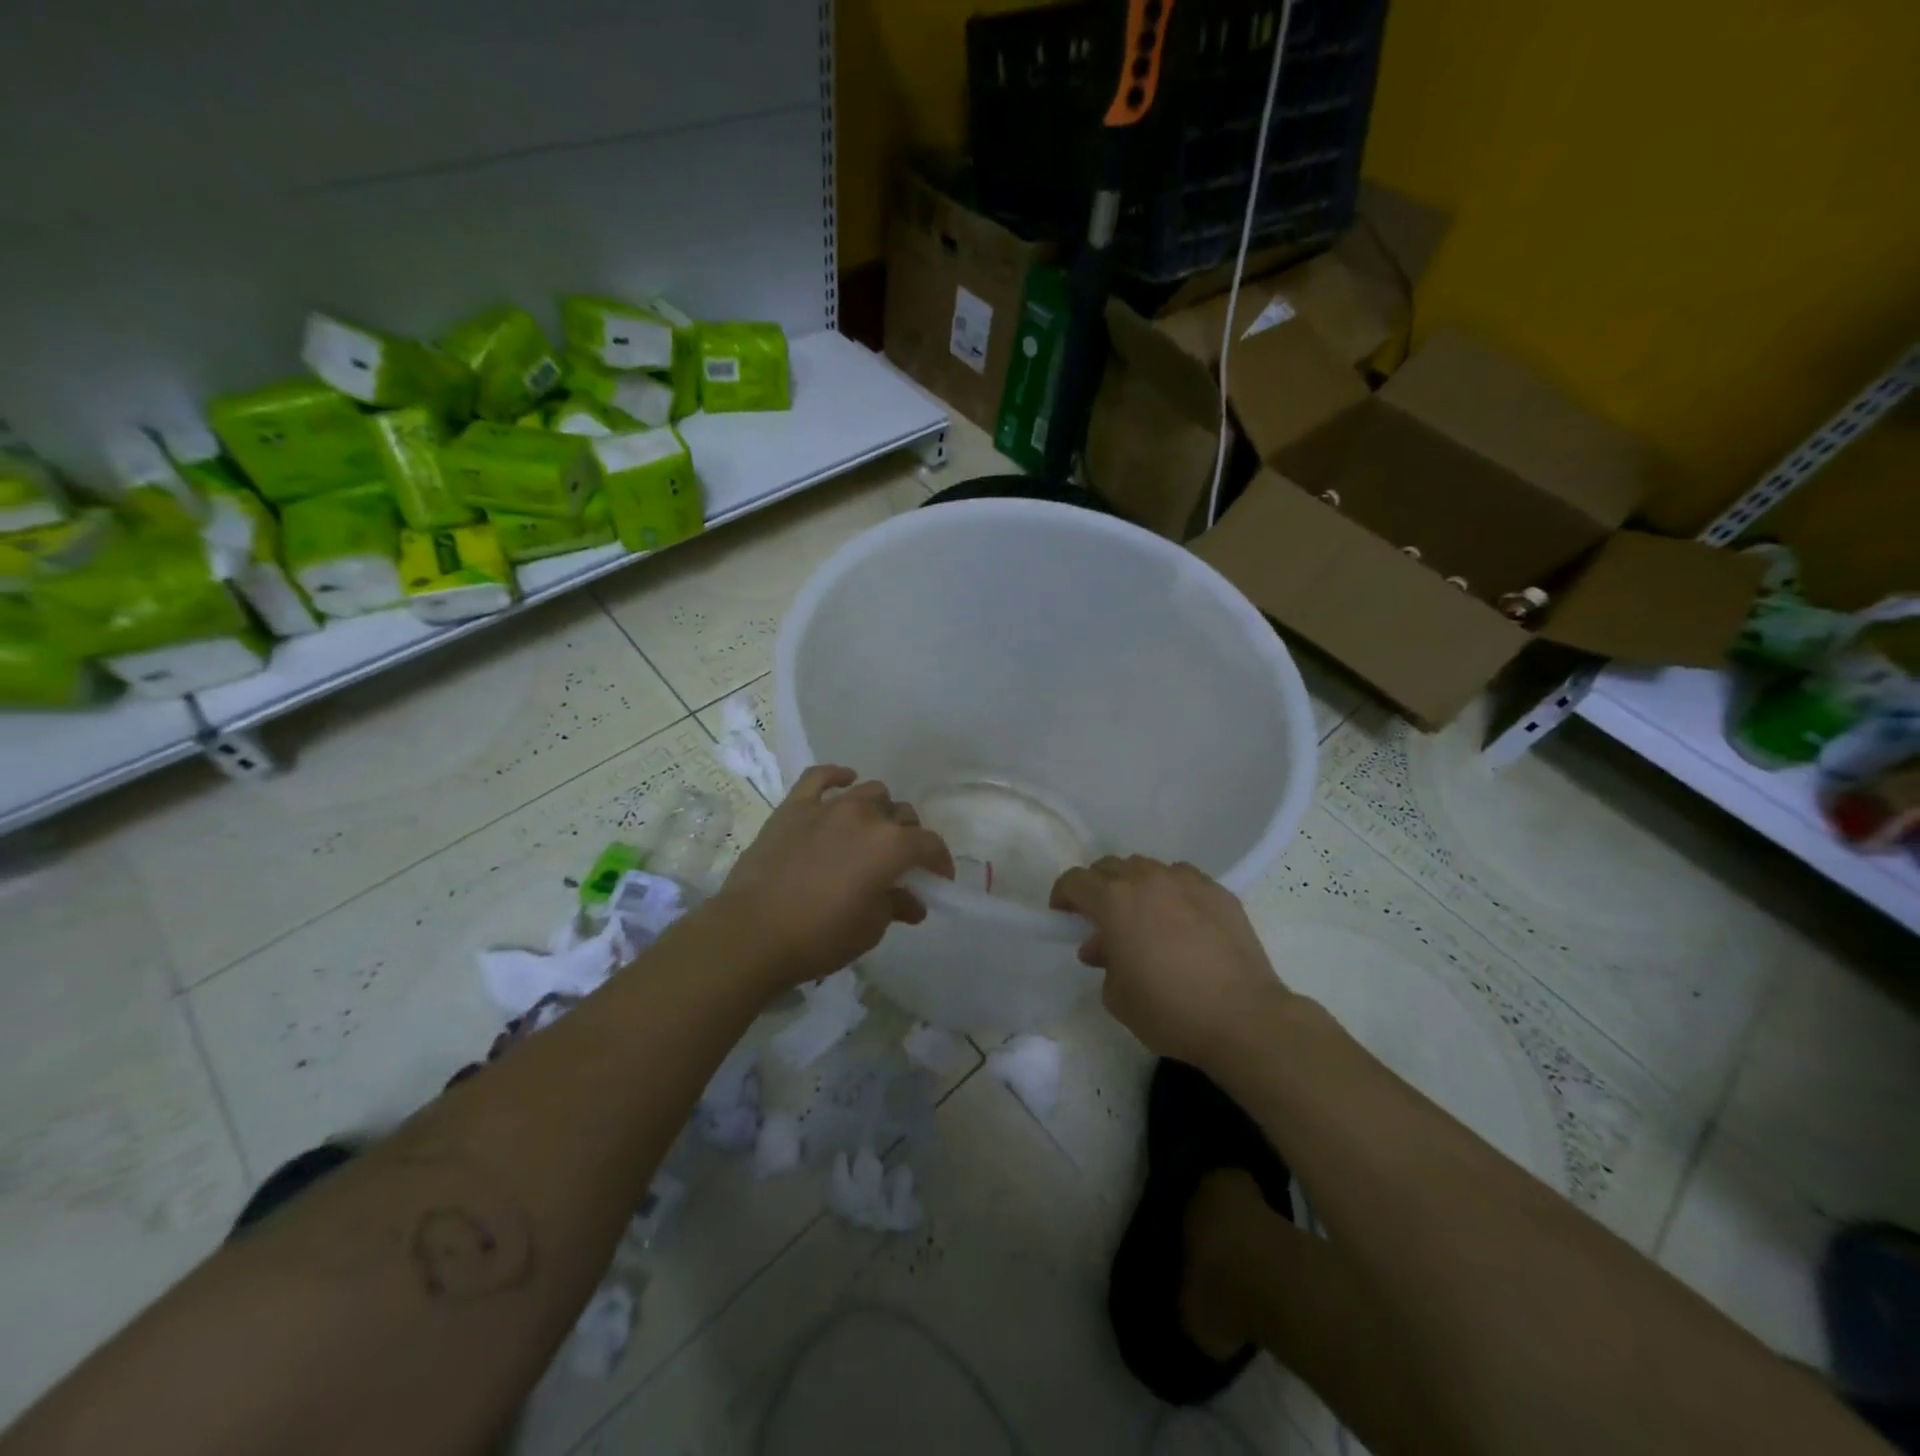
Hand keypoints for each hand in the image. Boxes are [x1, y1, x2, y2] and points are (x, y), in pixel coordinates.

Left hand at [715, 765, 954, 987]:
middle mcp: (866, 816)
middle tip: (899, 863)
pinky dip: (837, 776)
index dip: (939, 862)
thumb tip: (912, 902)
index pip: (930, 844)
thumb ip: (896, 906)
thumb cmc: (820, 937)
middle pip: (902, 815)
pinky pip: (820, 777)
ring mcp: (829, 806)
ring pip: (869, 792)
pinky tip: (845, 781)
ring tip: (872, 830)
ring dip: (879, 810)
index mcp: (891, 845)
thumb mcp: (870, 929)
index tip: (937, 880)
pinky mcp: (795, 806)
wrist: (753, 933)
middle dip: (908, 837)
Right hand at [1050, 856, 1290, 1067]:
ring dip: (1135, 886)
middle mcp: (1147, 880)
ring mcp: (1187, 882)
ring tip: (1144, 918)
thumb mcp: (1117, 996)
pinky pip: (1183, 879)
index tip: (1063, 916)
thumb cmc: (1170, 1010)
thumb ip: (1104, 962)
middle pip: (1110, 866)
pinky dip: (1172, 892)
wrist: (1243, 1018)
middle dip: (1098, 888)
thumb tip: (1106, 948)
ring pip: (1148, 868)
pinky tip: (1181, 921)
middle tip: (1101, 920)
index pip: (1075, 880)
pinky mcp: (1219, 892)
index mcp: (1114, 901)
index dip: (1063, 896)